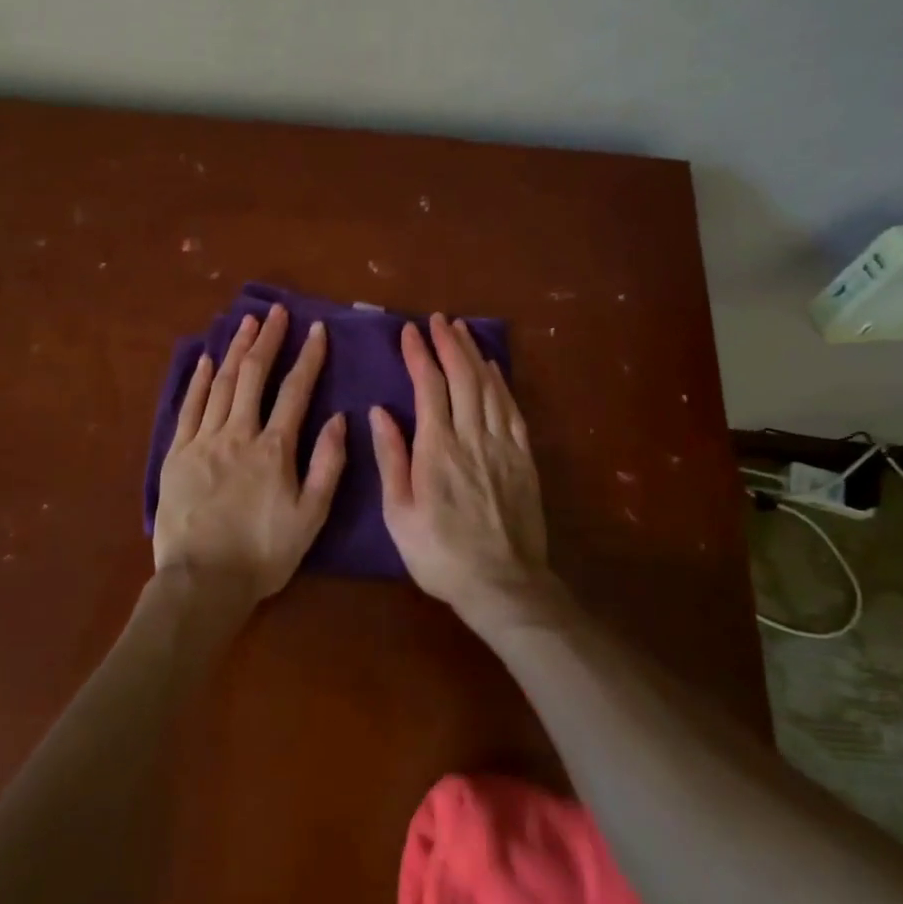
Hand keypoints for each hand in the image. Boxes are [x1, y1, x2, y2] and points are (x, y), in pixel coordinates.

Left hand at [153, 303, 347, 605]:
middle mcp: (238, 433)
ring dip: (234, 349)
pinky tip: (204, 360)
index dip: (308, 357)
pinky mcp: (177, 454)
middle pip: (253, 375)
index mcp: (274, 449)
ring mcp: (203, 441)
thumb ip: (327, 465)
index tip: (316, 328)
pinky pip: (189, 408)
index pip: (295, 391)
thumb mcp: (310, 516)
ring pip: (220, 384)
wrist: (203, 581)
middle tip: (275, 311)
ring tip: (245, 322)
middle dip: (267, 339)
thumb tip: (338, 419)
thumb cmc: (263, 553)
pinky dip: (197, 381)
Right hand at [370, 314, 551, 622]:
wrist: (502, 584)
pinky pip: (511, 408)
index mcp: (437, 449)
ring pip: (488, 386)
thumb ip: (392, 458)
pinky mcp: (522, 457)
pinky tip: (493, 368)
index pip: (429, 387)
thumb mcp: (399, 513)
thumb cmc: (440, 554)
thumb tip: (380, 412)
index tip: (409, 331)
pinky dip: (500, 382)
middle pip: (462, 377)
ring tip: (462, 330)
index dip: (420, 355)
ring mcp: (502, 445)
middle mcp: (471, 436)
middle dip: (449, 343)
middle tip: (438, 319)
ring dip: (474, 354)